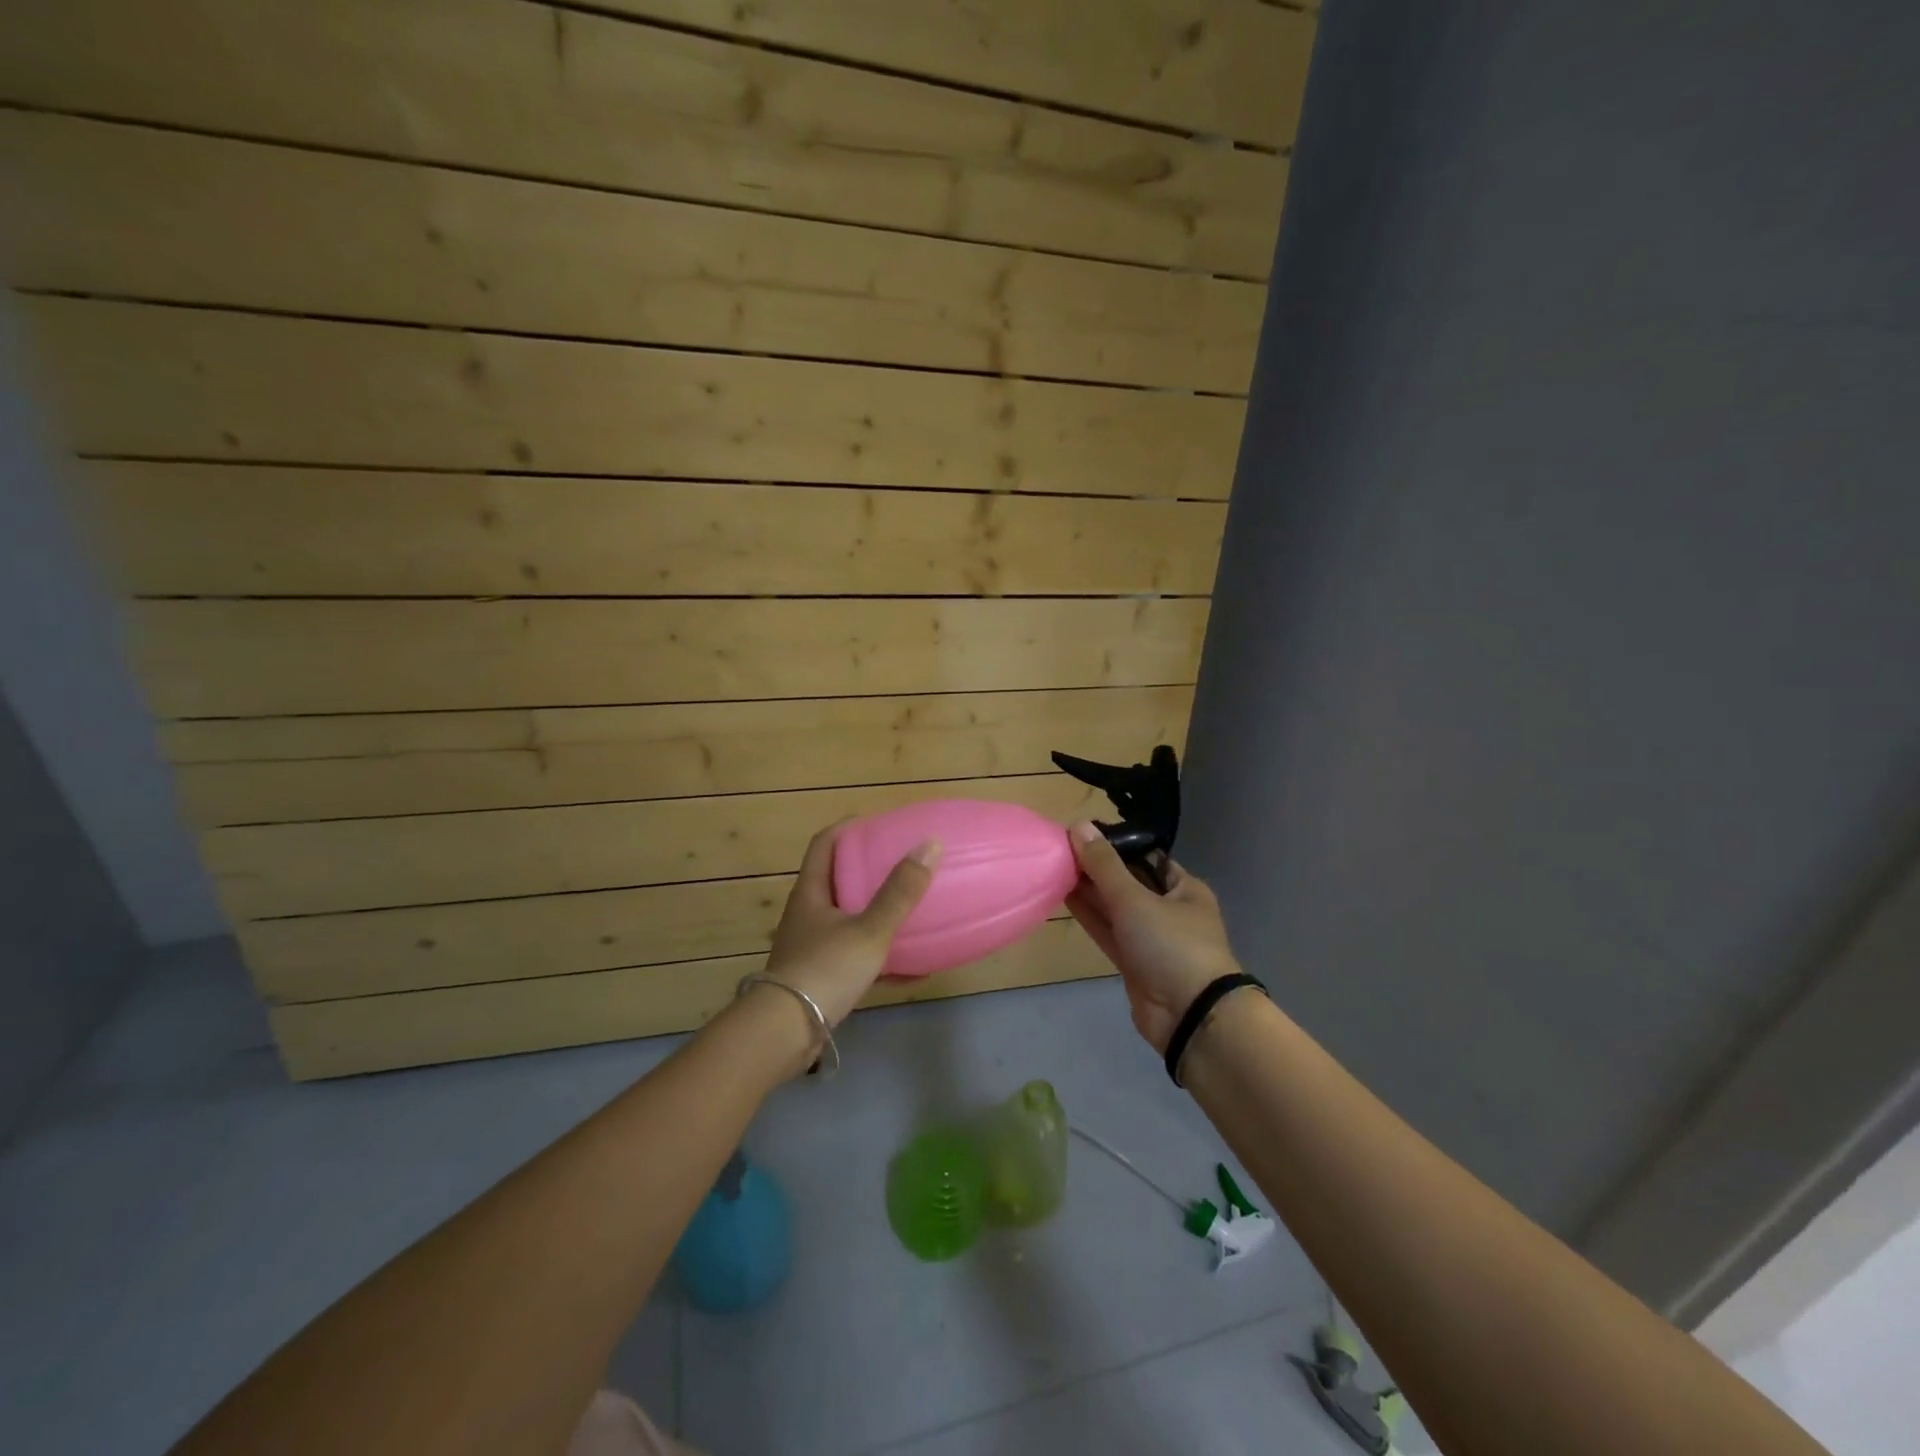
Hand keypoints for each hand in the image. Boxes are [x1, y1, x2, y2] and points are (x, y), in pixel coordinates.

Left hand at [760, 819, 941, 1028]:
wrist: (785, 1034)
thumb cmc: (824, 970)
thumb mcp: (869, 930)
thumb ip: (900, 892)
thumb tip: (930, 844)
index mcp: (812, 892)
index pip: (825, 843)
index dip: (849, 828)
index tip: (879, 823)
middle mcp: (808, 915)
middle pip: (838, 880)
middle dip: (869, 871)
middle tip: (903, 865)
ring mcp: (813, 948)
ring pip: (849, 921)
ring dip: (878, 915)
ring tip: (912, 911)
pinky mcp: (821, 979)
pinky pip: (858, 959)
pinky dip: (883, 959)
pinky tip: (914, 970)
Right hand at [1065, 822, 1241, 1052]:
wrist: (1190, 1016)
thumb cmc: (1172, 945)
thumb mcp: (1135, 899)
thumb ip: (1104, 865)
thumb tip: (1078, 825)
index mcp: (1184, 889)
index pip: (1146, 857)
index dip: (1115, 844)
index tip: (1081, 833)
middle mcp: (1169, 910)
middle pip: (1128, 881)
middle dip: (1097, 868)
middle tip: (1060, 848)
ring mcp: (1151, 939)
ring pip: (1115, 908)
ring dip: (1089, 891)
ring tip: (1055, 867)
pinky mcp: (1134, 963)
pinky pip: (1109, 931)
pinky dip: (1090, 916)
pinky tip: (1064, 896)